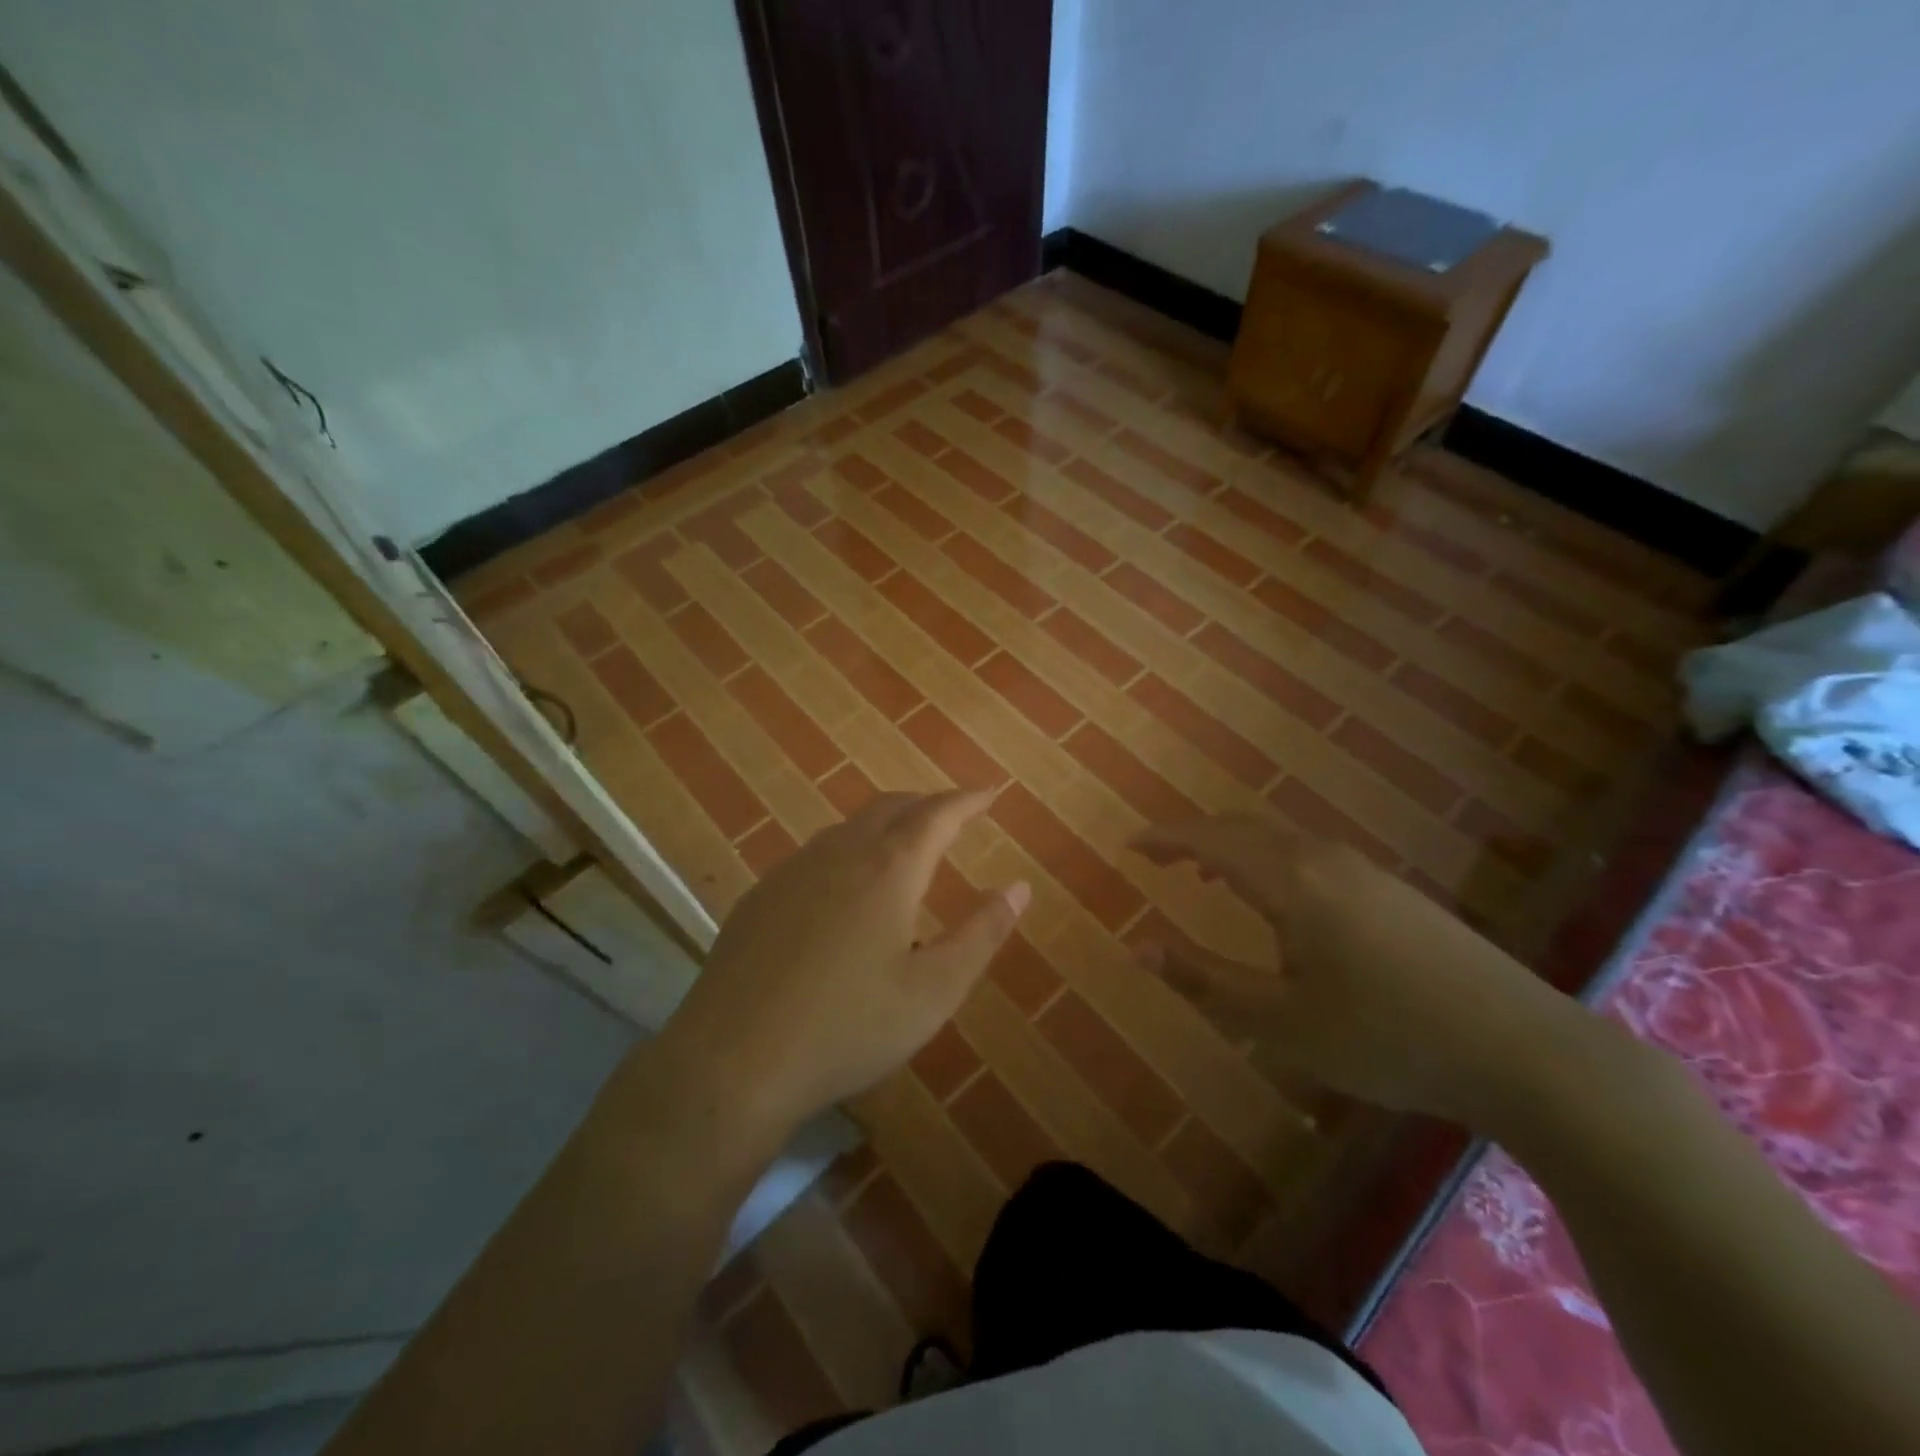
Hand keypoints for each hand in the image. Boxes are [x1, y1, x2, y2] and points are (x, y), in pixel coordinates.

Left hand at [659, 791, 1028, 1145]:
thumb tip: (1018, 887)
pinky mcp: (760, 896)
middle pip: (890, 807)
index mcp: (888, 870)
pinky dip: (848, 850)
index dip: (967, 801)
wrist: (733, 1061)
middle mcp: (840, 854)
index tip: (989, 794)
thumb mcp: (933, 991)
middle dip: (927, 804)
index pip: (937, 815)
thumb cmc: (848, 1028)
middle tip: (953, 815)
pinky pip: (816, 854)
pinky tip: (844, 888)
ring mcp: (793, 871)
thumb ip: (981, 934)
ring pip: (849, 827)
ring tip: (904, 845)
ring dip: (885, 824)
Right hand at [1131, 814, 1588, 1125]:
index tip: (1130, 845)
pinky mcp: (1393, 890)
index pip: (1210, 840)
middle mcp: (1322, 858)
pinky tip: (1280, 902)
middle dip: (1195, 838)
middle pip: (1243, 829)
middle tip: (1160, 860)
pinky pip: (1310, 854)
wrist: (1524, 1049)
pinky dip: (1271, 860)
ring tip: (1207, 876)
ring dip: (1235, 848)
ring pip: (1280, 839)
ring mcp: (1365, 870)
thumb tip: (1137, 946)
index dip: (1165, 838)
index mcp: (1289, 881)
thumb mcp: (1279, 1020)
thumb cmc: (1386, 1037)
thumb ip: (1203, 979)